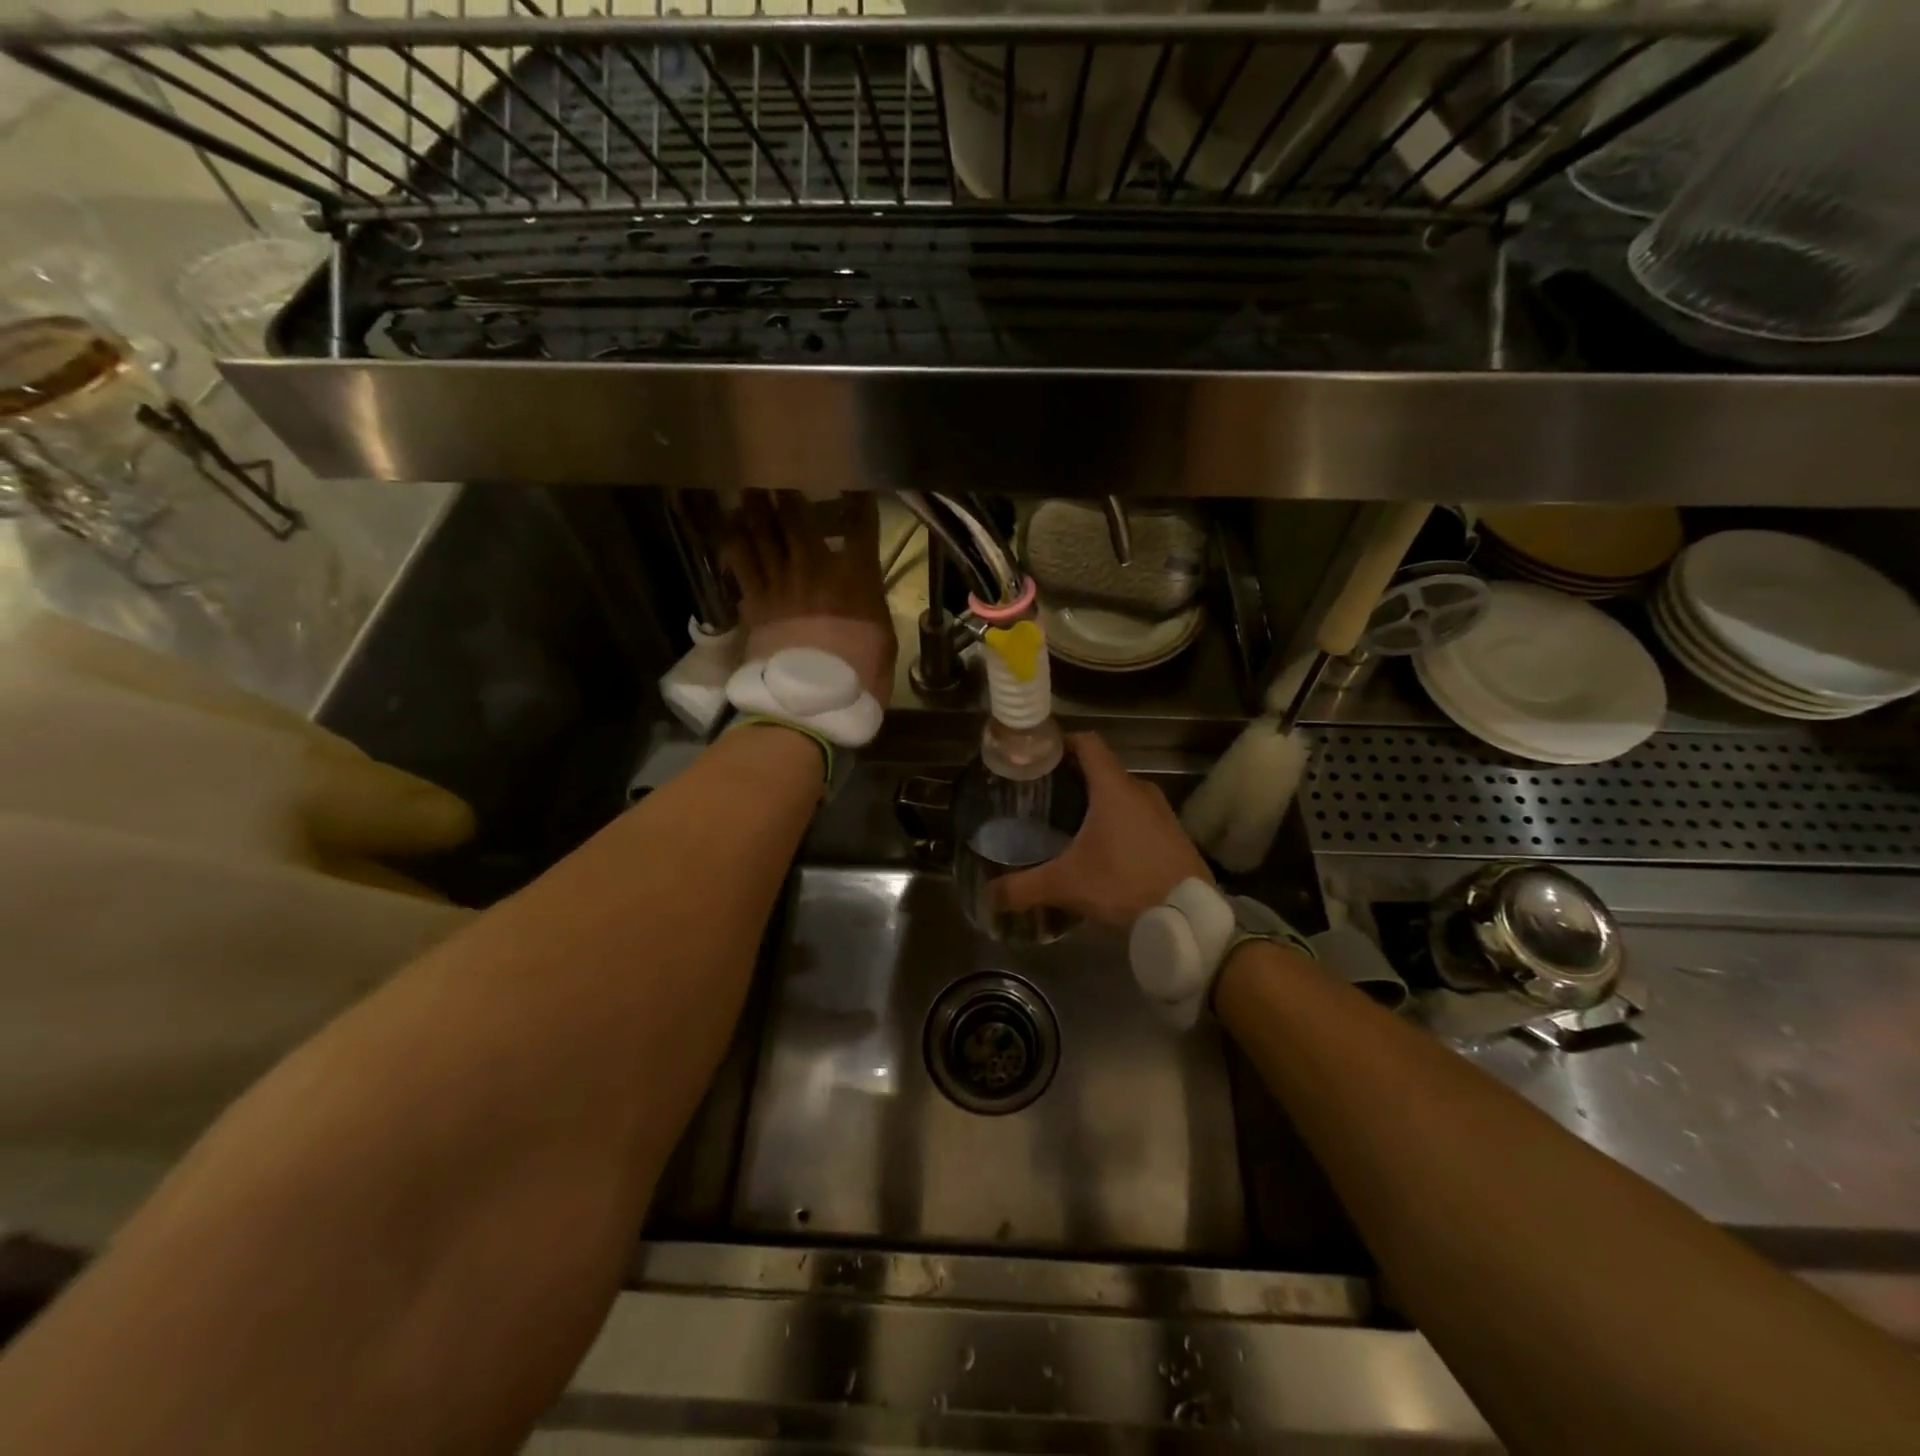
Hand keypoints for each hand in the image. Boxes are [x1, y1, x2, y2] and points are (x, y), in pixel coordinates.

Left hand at [721, 490, 897, 706]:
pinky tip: (727, 526)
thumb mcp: (884, 641)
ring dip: (755, 505)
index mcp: (856, 576)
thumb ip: (872, 607)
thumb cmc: (860, 678)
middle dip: (787, 487)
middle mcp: (815, 567)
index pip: (860, 522)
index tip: (854, 478)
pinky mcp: (754, 601)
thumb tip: (865, 596)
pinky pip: (738, 561)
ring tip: (749, 485)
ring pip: (762, 530)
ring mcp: (780, 582)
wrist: (811, 705)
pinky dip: (732, 541)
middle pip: (797, 515)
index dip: (857, 496)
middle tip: (778, 465)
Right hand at [995, 733, 1211, 928]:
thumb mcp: (1066, 885)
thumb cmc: (1124, 884)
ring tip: (1070, 822)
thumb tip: (988, 895)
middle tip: (1045, 795)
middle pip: (1102, 769)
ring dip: (1099, 801)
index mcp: (1114, 788)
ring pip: (1122, 794)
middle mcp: (1140, 790)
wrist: (1188, 917)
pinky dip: (1120, 821)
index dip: (1062, 741)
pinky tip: (1105, 848)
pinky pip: (1140, 815)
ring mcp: (1162, 812)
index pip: (1087, 743)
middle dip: (1074, 777)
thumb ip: (1023, 888)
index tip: (1039, 755)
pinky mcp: (1174, 834)